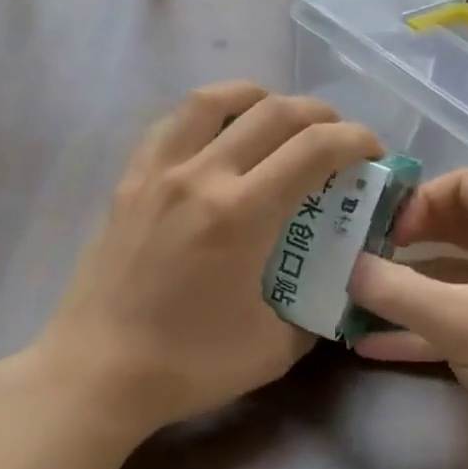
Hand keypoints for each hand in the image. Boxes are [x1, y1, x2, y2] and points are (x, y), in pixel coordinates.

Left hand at [31, 81, 380, 440]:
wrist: (95, 373)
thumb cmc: (186, 365)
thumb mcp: (273, 349)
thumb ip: (312, 309)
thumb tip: (330, 286)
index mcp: (242, 214)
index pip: (314, 149)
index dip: (355, 140)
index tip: (372, 153)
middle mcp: (201, 176)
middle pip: (273, 112)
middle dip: (320, 114)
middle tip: (337, 135)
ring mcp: (158, 172)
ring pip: (212, 100)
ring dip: (257, 96)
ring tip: (276, 114)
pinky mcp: (128, 181)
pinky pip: (170, 124)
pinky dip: (204, 114)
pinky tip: (215, 135)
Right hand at [348, 169, 467, 468]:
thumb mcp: (461, 320)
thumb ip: (396, 290)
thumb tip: (342, 265)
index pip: (463, 184)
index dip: (416, 201)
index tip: (377, 231)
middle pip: (454, 226)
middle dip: (404, 243)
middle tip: (357, 257)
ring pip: (452, 275)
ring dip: (406, 288)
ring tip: (353, 297)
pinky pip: (458, 315)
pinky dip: (421, 325)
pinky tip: (370, 343)